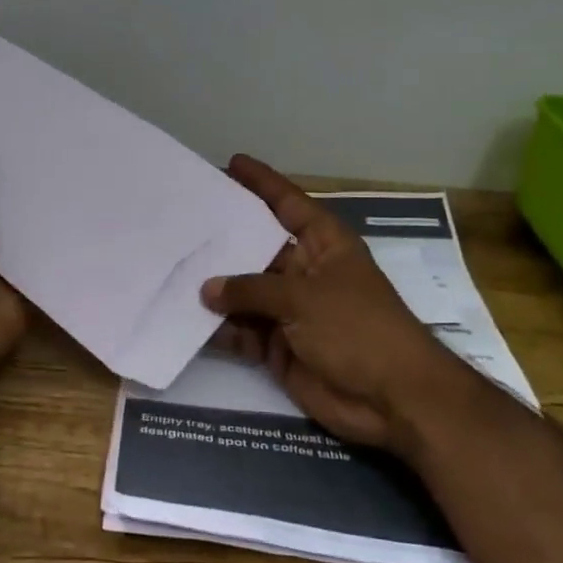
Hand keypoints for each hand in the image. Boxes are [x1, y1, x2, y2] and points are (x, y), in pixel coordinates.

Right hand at [202, 156, 458, 452]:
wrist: (391, 399)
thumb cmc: (357, 329)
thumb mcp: (304, 298)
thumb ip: (253, 290)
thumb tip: (207, 289)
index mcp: (324, 246)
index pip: (289, 204)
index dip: (263, 182)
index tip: (232, 162)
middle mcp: (305, 272)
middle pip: (258, 248)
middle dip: (224, 237)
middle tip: (182, 220)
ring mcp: (291, 311)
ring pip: (245, 292)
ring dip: (215, 288)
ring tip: (171, 268)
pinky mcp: (279, 347)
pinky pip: (242, 331)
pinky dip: (219, 328)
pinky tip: (186, 319)